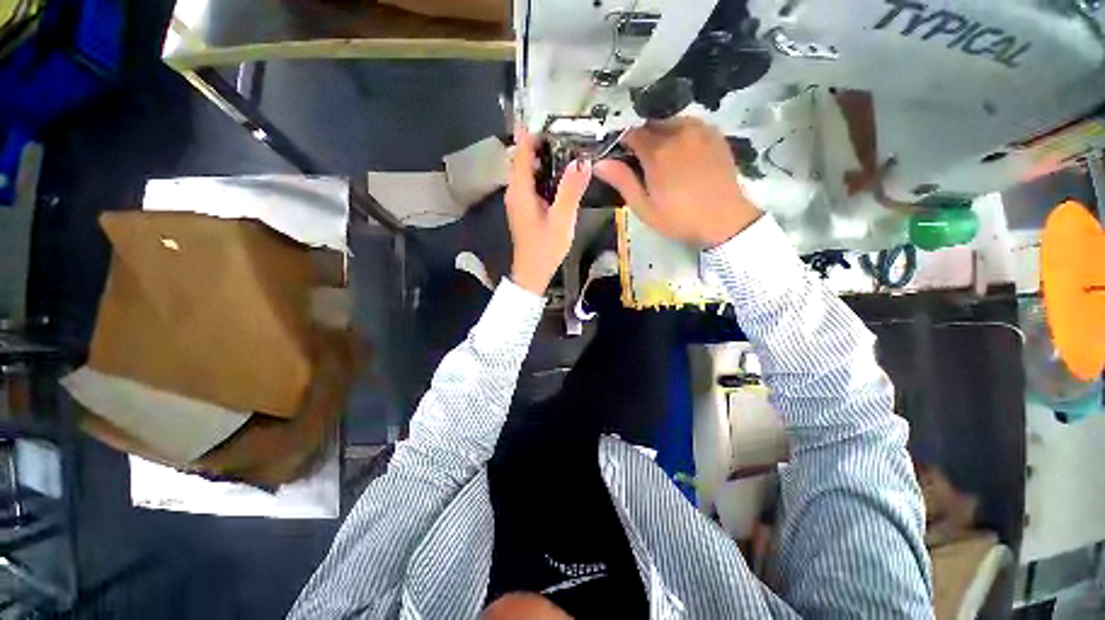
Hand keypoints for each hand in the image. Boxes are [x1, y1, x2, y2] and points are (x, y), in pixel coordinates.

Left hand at [506, 127, 589, 294]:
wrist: (532, 272)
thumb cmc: (545, 248)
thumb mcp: (562, 220)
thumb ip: (571, 190)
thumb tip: (582, 161)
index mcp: (520, 190)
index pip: (522, 152)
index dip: (531, 133)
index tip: (547, 116)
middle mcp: (514, 191)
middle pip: (522, 158)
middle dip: (539, 143)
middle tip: (564, 131)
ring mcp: (517, 200)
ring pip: (526, 171)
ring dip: (542, 158)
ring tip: (565, 148)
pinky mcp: (523, 208)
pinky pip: (530, 183)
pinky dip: (542, 173)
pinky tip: (559, 175)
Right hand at [595, 117, 761, 247]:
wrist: (723, 220)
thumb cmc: (678, 218)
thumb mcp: (644, 207)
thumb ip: (622, 181)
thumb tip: (599, 163)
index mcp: (657, 152)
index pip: (631, 133)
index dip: (622, 143)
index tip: (620, 155)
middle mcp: (678, 133)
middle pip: (650, 124)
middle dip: (642, 138)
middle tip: (642, 161)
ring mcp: (699, 131)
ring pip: (671, 121)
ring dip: (661, 134)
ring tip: (663, 158)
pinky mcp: (715, 134)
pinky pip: (690, 124)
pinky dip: (680, 133)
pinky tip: (682, 153)